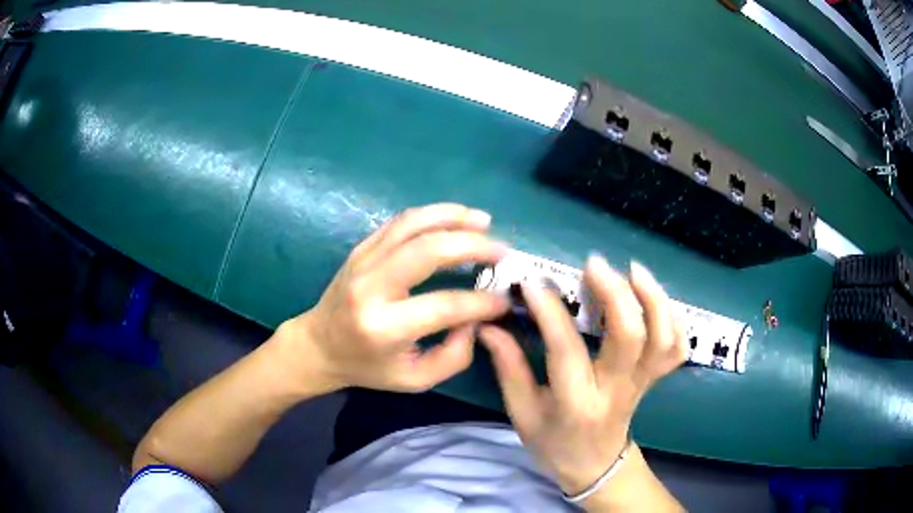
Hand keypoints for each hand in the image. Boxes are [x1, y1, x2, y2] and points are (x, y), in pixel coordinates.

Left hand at [280, 203, 510, 392]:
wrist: (319, 345)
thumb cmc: (368, 367)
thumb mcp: (415, 379)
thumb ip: (454, 356)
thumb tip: (476, 319)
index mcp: (384, 328)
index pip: (445, 305)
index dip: (482, 301)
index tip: (503, 299)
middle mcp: (371, 288)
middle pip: (428, 250)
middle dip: (473, 245)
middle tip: (502, 251)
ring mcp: (363, 261)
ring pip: (412, 224)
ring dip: (453, 217)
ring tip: (484, 221)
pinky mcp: (361, 248)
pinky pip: (400, 222)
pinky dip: (432, 214)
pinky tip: (455, 218)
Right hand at [479, 256, 686, 495]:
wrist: (595, 467)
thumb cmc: (553, 444)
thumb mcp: (522, 414)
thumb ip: (509, 369)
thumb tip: (490, 326)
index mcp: (577, 404)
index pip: (566, 350)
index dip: (550, 312)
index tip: (532, 282)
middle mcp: (616, 390)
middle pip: (630, 337)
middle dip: (615, 293)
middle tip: (593, 264)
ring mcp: (642, 384)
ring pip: (662, 338)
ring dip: (653, 298)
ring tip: (633, 270)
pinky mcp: (655, 379)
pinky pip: (677, 348)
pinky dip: (675, 319)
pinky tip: (657, 299)